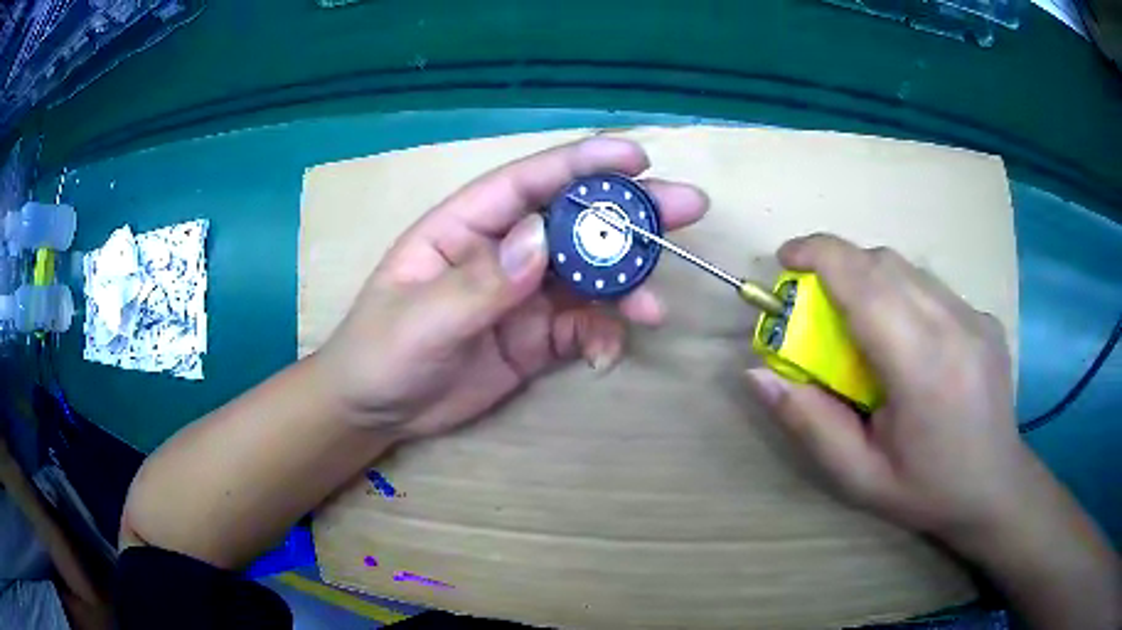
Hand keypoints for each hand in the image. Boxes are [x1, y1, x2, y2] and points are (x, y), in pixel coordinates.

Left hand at [317, 137, 706, 437]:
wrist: (378, 411)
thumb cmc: (382, 354)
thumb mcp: (421, 321)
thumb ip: (480, 283)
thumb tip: (542, 239)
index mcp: (466, 227)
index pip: (529, 182)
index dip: (583, 163)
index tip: (637, 157)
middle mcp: (504, 250)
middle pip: (575, 220)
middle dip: (631, 213)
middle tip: (689, 207)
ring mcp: (525, 293)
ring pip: (590, 275)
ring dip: (628, 286)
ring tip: (654, 310)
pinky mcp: (537, 336)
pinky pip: (583, 327)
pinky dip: (602, 338)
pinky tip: (605, 357)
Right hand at [744, 233, 1029, 540]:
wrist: (995, 488)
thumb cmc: (925, 490)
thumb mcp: (857, 476)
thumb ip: (808, 422)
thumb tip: (757, 373)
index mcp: (923, 369)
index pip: (867, 284)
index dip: (820, 256)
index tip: (786, 259)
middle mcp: (955, 327)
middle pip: (885, 264)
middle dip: (838, 264)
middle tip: (814, 301)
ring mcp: (976, 316)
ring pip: (908, 269)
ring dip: (870, 279)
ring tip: (858, 323)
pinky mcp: (984, 316)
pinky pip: (931, 287)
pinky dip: (902, 294)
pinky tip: (904, 339)